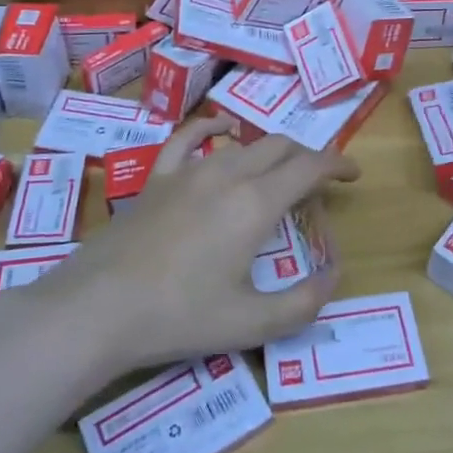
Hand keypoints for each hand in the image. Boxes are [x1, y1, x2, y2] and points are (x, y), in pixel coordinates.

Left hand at [44, 118, 356, 374]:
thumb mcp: (251, 323)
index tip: (353, 175)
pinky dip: (214, 129)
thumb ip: (303, 303)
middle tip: (319, 184)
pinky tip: (223, 131)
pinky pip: (190, 138)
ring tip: (280, 172)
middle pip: (280, 148)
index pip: (308, 167)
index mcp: (255, 203)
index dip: (337, 165)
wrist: (99, 308)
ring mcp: (189, 171)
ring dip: (270, 151)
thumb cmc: (179, 316)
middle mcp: (227, 174)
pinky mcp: (158, 177)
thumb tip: (333, 277)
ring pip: (243, 144)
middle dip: (307, 159)